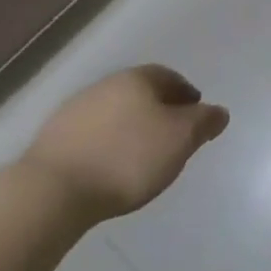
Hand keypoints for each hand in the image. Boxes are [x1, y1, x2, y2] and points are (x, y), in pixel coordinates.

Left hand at [23, 65, 228, 222]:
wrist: (52, 192)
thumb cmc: (127, 158)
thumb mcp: (181, 139)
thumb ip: (204, 122)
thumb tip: (219, 112)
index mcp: (137, 79)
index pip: (169, 77)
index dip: (186, 95)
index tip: (195, 115)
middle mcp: (105, 86)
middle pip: (140, 93)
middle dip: (158, 111)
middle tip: (171, 136)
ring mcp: (73, 111)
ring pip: (113, 114)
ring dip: (129, 128)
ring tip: (139, 157)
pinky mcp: (51, 140)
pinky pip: (90, 136)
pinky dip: (105, 145)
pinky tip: (109, 168)